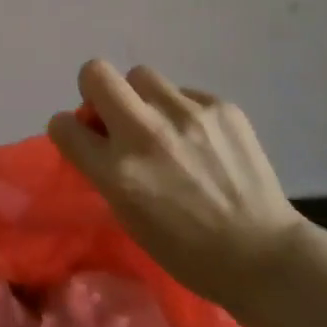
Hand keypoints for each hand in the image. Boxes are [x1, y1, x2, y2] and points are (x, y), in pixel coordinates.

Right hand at [47, 60, 306, 315]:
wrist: (263, 254)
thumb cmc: (188, 252)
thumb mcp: (129, 217)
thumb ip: (106, 170)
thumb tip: (97, 135)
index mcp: (118, 172)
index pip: (63, 125)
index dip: (68, 129)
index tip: (82, 136)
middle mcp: (146, 133)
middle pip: (95, 73)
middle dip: (96, 90)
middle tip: (114, 114)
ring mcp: (186, 114)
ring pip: (141, 75)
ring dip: (142, 97)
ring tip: (164, 125)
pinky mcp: (220, 105)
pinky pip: (184, 92)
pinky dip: (183, 111)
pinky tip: (202, 140)